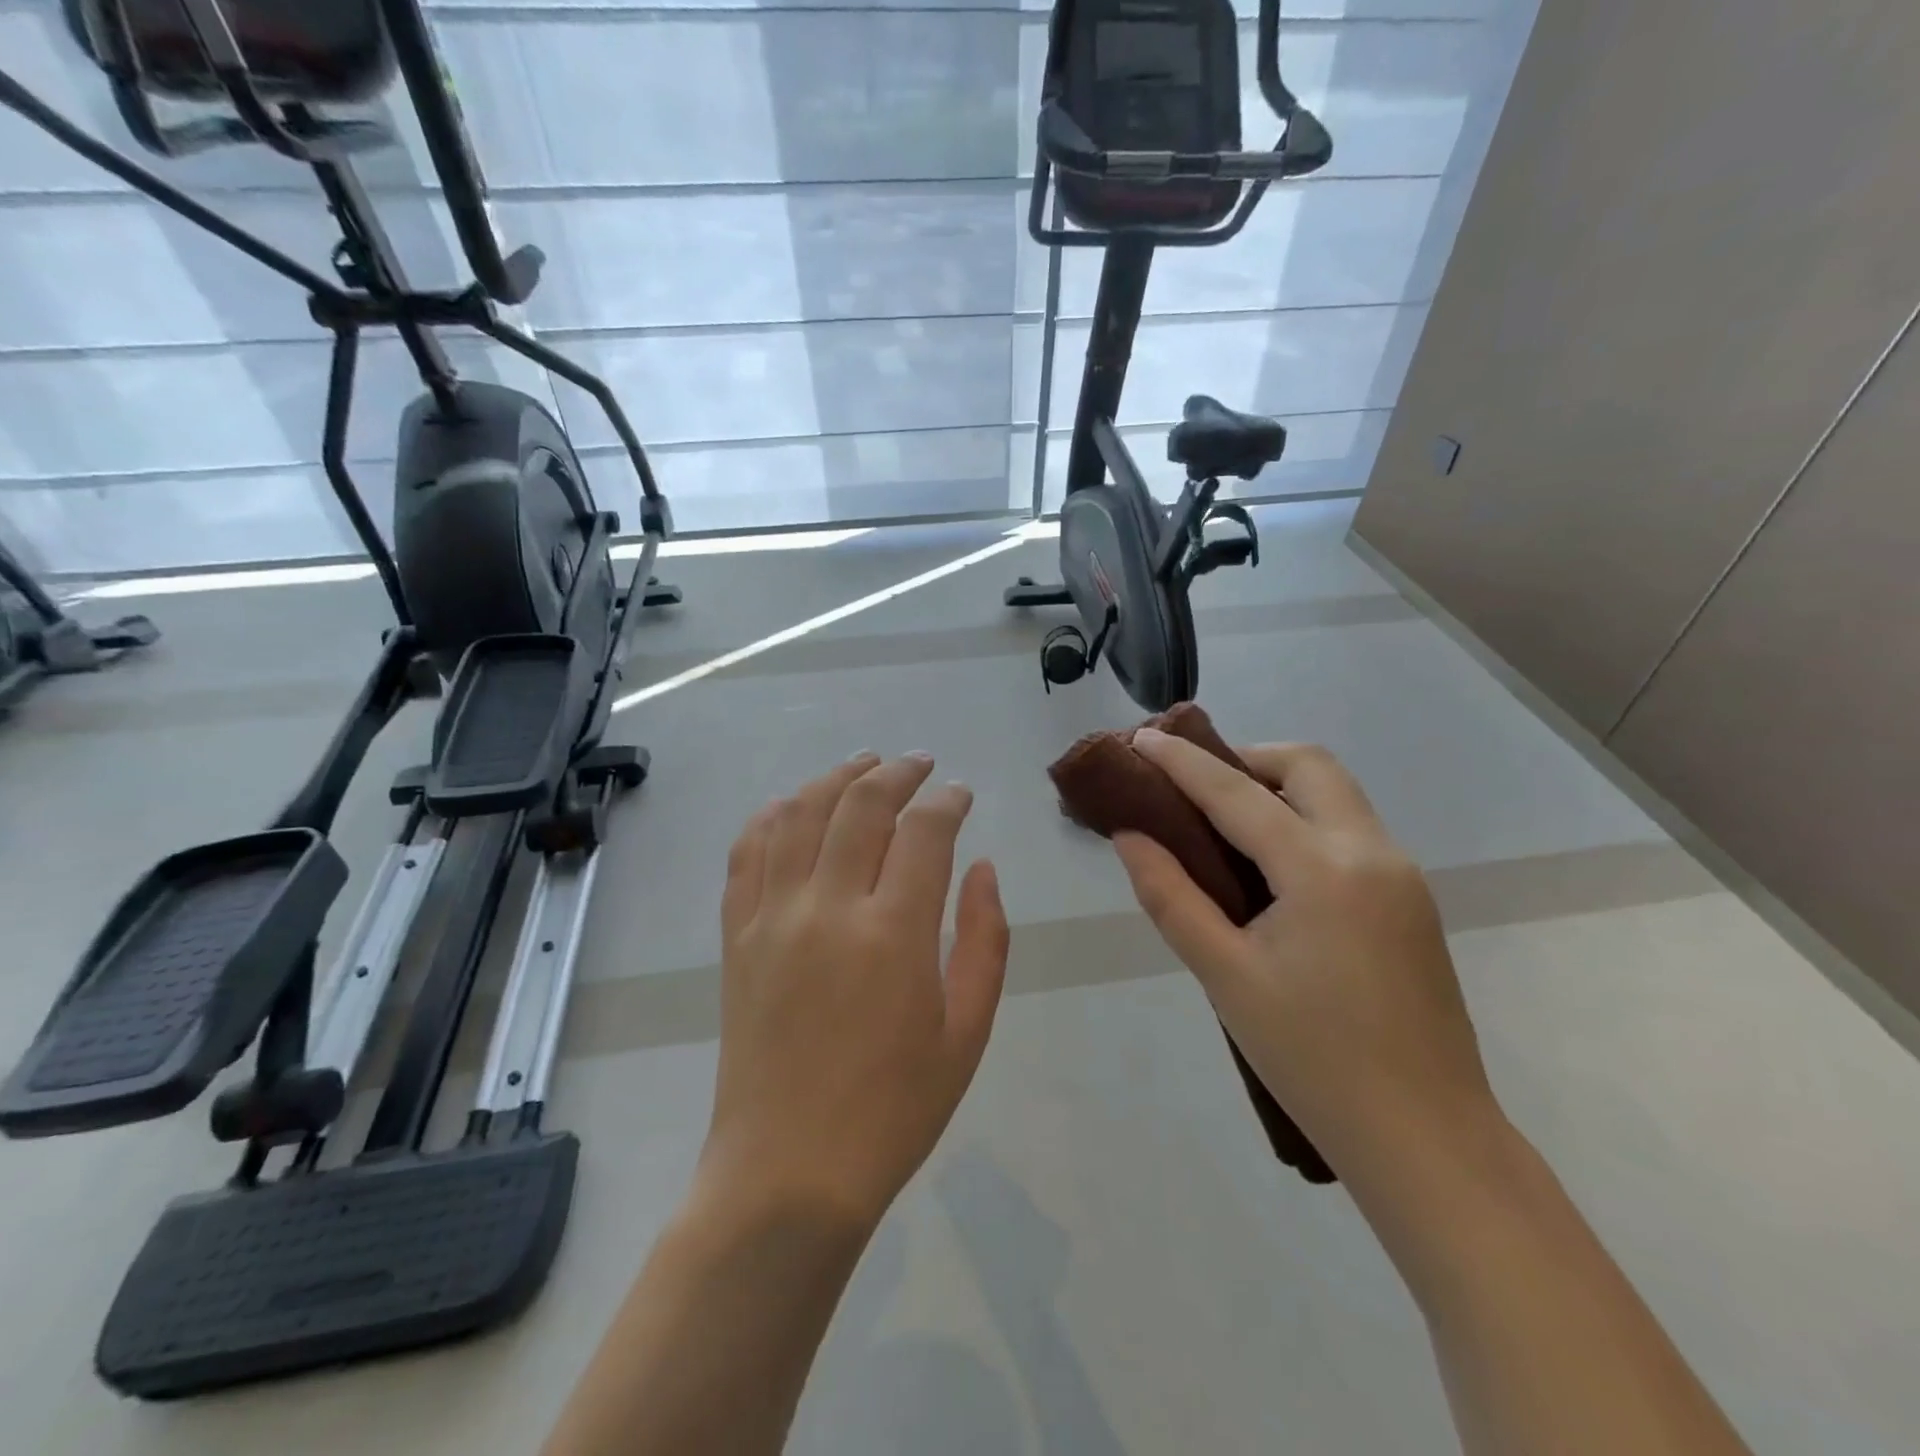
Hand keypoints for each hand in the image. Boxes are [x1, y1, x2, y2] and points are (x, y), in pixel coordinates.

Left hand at [701, 753, 1009, 1231]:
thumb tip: (982, 868)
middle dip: (898, 772)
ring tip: (864, 764)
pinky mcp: (736, 936)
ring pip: (800, 813)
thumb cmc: (894, 1109)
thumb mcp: (967, 1031)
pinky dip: (773, 815)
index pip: (924, 832)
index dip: (948, 801)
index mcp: (894, 934)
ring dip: (836, 777)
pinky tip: (794, 805)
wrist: (788, 1173)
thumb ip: (985, 940)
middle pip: (861, 804)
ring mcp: (772, 917)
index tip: (961, 794)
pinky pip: (748, 852)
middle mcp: (828, 908)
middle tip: (920, 764)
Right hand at [1114, 732, 1496, 1176]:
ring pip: (1335, 792)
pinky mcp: (1410, 899)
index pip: (1237, 793)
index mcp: (1322, 870)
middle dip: (1244, 757)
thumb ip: (1170, 896)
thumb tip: (1130, 836)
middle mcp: (1371, 852)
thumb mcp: (1224, 976)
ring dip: (1276, 785)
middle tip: (1194, 785)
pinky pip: (1349, 828)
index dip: (1183, 762)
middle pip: (1307, 765)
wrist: (1426, 1139)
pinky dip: (1302, 817)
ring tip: (1222, 819)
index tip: (1142, 738)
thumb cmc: (1312, 1060)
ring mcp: (1401, 873)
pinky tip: (1269, 863)